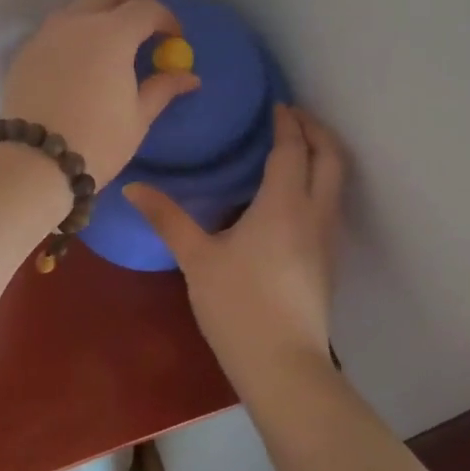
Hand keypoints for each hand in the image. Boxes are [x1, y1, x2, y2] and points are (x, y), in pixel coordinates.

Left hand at [0, 0, 201, 183]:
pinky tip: (78, 65)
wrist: (34, 161)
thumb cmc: (97, 140)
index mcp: (111, 34)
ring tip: (108, 48)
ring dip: (97, 17)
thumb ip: (162, 88)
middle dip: (129, 6)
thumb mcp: (138, 117)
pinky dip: (71, 37)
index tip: (174, 39)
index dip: (166, 20)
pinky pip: (53, 32)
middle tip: (142, 32)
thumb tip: (189, 77)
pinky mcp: (25, 54)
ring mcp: (45, 36)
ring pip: (75, 10)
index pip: (145, 9)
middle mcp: (76, 23)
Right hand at [126, 105, 346, 381]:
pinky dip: (320, 183)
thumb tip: (132, 186)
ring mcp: (327, 240)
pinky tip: (291, 196)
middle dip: (316, 131)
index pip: (292, 150)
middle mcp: (314, 215)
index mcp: (284, 205)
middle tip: (292, 116)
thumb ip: (167, 217)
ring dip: (322, 156)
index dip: (286, 123)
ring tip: (295, 147)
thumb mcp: (196, 257)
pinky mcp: (328, 261)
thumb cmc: (237, 305)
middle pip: (330, 159)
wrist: (283, 366)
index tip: (276, 104)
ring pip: (337, 183)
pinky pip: (331, 205)